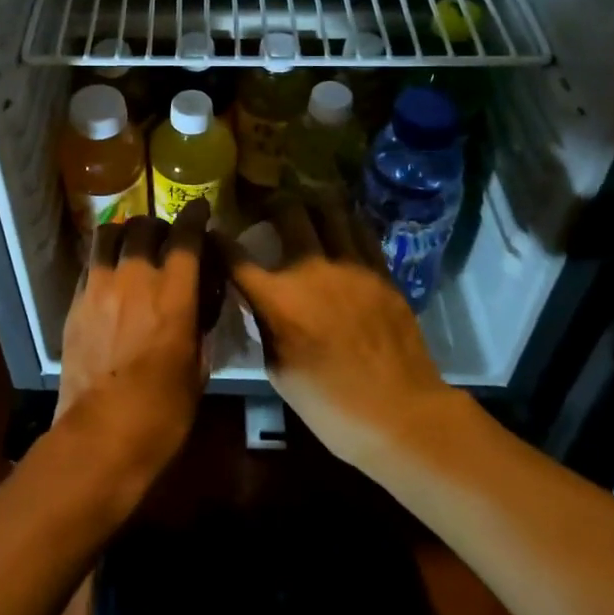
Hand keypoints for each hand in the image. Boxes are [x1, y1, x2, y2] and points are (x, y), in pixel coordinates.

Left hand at [55, 201, 208, 487]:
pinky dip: (104, 259)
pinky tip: (110, 275)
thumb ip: (198, 324)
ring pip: (109, 235)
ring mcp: (100, 286)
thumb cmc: (163, 411)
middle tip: (164, 238)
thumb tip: (198, 303)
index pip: (185, 236)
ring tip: (131, 247)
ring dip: (125, 234)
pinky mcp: (75, 301)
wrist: (101, 436)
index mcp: (173, 293)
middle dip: (158, 226)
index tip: (199, 208)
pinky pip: (90, 263)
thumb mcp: (198, 367)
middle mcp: (135, 278)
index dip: (194, 216)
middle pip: (144, 227)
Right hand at [229, 199, 455, 469]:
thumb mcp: (279, 371)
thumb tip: (260, 301)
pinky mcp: (381, 270)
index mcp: (278, 299)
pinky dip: (345, 219)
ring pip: (329, 209)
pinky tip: (340, 221)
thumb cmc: (331, 405)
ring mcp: (352, 264)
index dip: (218, 239)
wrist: (401, 414)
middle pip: (287, 212)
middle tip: (263, 203)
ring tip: (303, 200)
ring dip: (311, 200)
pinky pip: (361, 229)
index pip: (236, 256)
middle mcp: (312, 269)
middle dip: (269, 201)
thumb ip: (265, 326)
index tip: (213, 230)